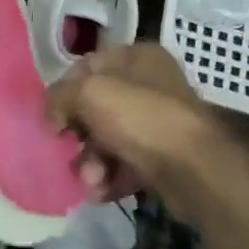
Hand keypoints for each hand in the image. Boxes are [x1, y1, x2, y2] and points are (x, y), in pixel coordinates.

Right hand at [47, 44, 242, 215]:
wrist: (195, 171)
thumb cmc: (141, 119)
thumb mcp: (89, 93)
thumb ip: (59, 97)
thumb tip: (52, 116)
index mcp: (137, 57)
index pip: (86, 67)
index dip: (65, 91)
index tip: (53, 117)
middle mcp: (149, 85)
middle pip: (95, 108)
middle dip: (78, 136)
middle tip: (70, 152)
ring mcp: (157, 122)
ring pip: (107, 139)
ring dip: (91, 163)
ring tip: (92, 180)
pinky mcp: (162, 157)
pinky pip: (124, 163)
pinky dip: (110, 178)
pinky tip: (103, 191)